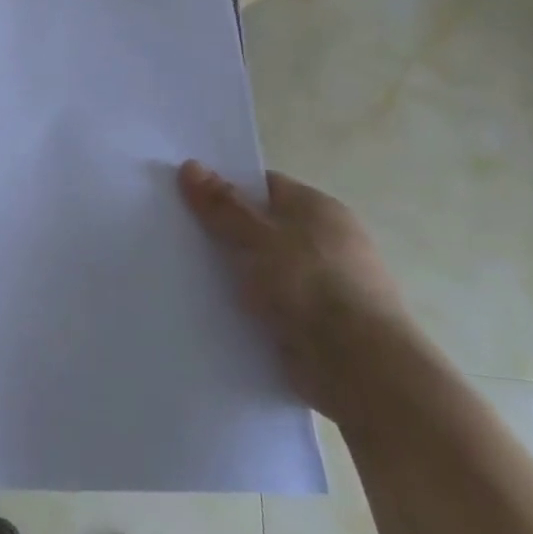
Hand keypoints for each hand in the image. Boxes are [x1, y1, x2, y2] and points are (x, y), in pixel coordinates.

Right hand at [179, 161, 414, 425]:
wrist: (359, 368)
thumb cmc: (311, 286)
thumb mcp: (258, 237)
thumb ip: (223, 205)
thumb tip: (191, 165)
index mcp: (317, 209)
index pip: (263, 186)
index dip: (224, 188)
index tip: (183, 196)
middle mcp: (322, 241)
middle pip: (259, 227)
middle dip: (221, 232)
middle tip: (173, 233)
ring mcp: (319, 284)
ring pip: (260, 268)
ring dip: (230, 273)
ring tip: (179, 272)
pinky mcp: (312, 323)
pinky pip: (266, 305)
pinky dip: (243, 307)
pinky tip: (208, 309)